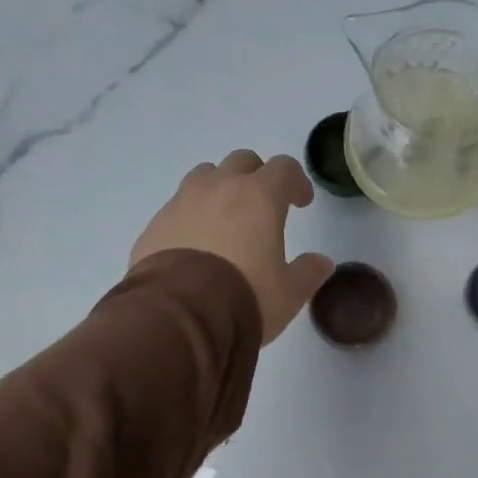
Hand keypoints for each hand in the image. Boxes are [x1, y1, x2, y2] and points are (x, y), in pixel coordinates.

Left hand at [130, 150, 334, 344]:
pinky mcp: (156, 224)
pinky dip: (192, 215)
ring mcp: (182, 202)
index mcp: (259, 197)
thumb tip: (321, 262)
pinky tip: (196, 245)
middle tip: (263, 206)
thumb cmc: (245, 297)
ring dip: (220, 188)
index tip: (301, 202)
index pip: (284, 168)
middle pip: (242, 161)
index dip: (296, 182)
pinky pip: (178, 206)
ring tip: (226, 219)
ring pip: (205, 175)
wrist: (179, 316)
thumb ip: (308, 272)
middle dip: (257, 177)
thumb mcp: (288, 293)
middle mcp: (219, 188)